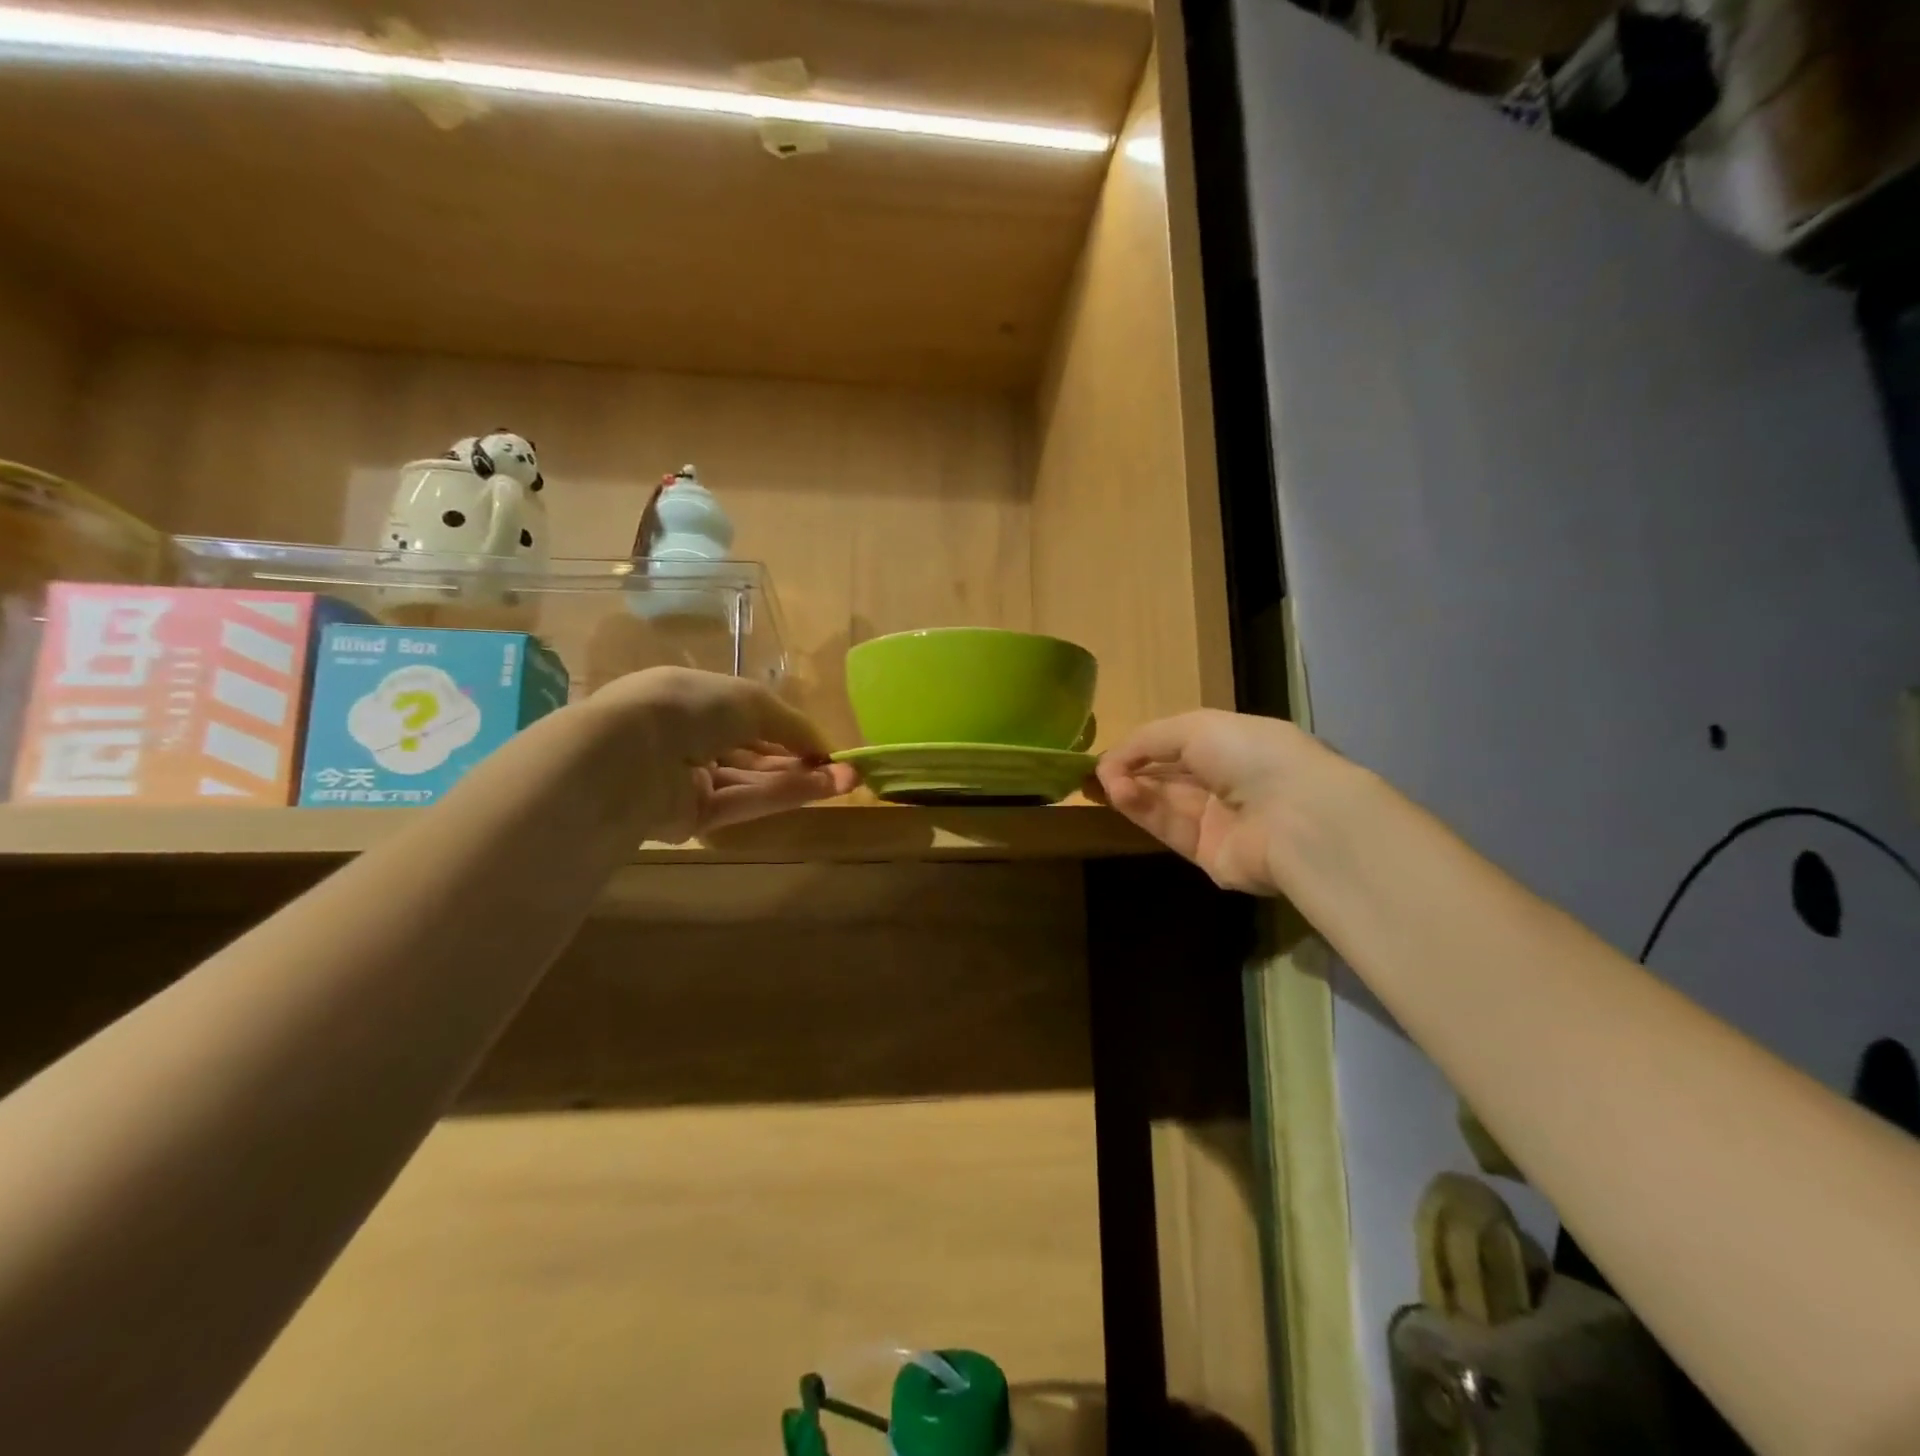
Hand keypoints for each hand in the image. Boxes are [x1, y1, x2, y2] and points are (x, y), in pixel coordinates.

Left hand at [591, 668, 856, 842]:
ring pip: (753, 780)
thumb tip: (825, 746)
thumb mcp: (750, 700)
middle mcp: (688, 738)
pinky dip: (782, 795)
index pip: (746, 716)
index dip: (787, 729)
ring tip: (847, 780)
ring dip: (801, 779)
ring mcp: (688, 780)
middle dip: (801, 758)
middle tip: (845, 767)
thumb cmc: (688, 707)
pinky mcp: (691, 817)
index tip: (823, 743)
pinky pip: (743, 802)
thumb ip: (792, 724)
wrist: (628, 755)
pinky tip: (822, 788)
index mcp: (691, 698)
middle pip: (754, 753)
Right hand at [1094, 710, 1332, 895]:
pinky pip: (1169, 829)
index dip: (1142, 747)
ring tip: (1105, 783)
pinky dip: (1144, 811)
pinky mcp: (1207, 855)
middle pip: (1166, 776)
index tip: (1108, 753)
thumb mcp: (1195, 727)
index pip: (1178, 744)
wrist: (1295, 817)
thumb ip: (1147, 740)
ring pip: (1163, 802)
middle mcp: (1226, 782)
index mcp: (1233, 745)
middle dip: (1130, 770)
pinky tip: (1121, 795)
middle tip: (1095, 772)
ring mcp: (1218, 821)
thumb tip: (1108, 761)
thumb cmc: (1250, 755)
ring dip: (1132, 789)